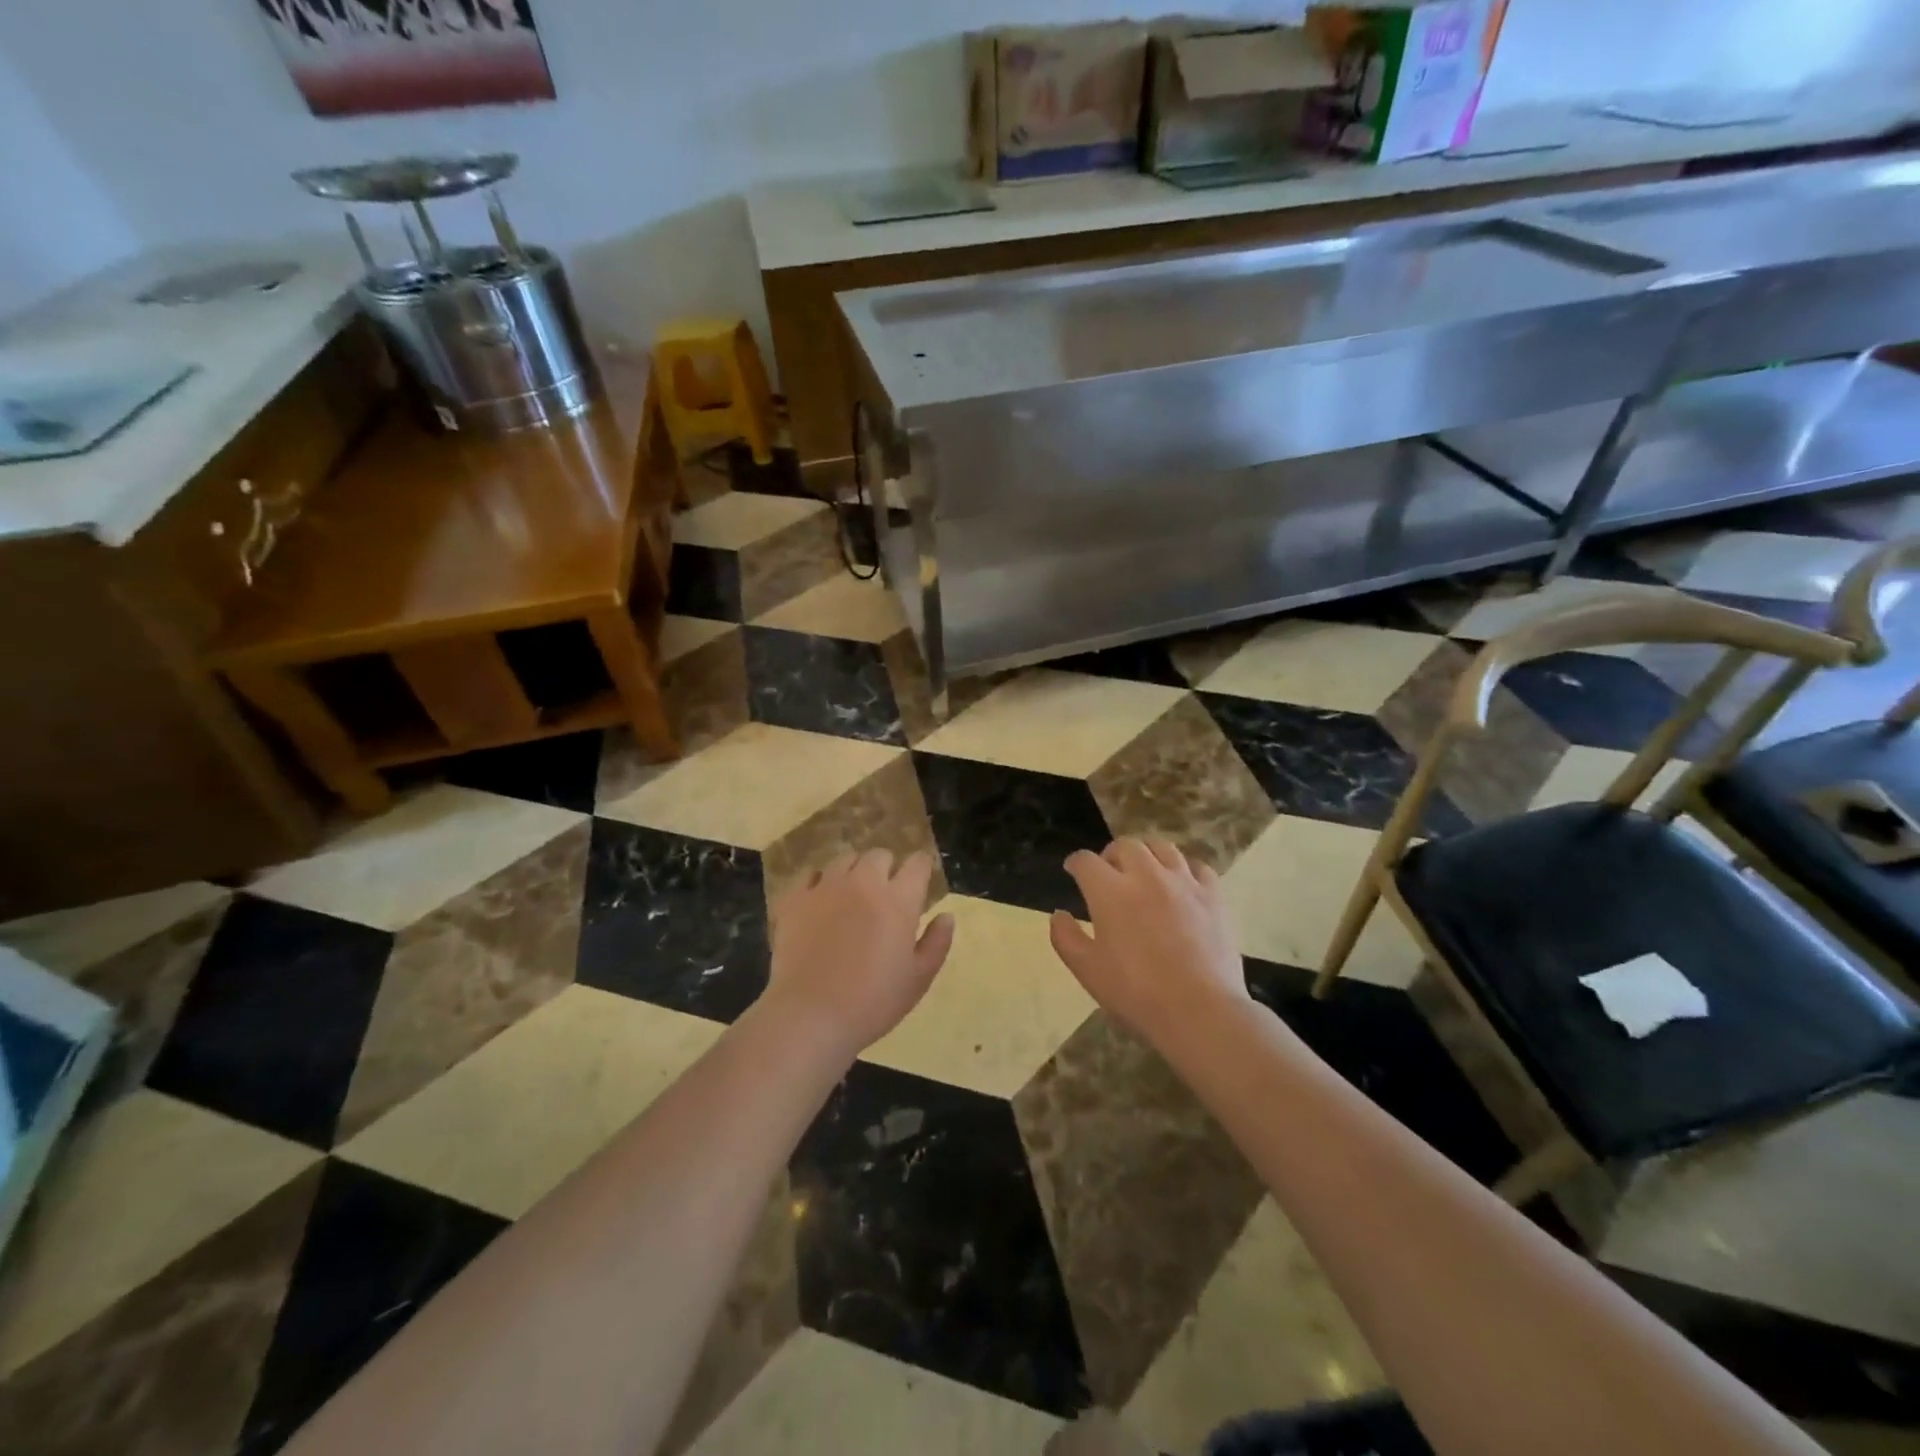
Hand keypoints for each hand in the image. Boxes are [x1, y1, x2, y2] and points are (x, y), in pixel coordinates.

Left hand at [764, 849, 955, 1057]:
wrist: (810, 1016)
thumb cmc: (872, 1002)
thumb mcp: (918, 979)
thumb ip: (936, 943)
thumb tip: (946, 916)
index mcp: (898, 900)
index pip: (917, 864)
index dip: (921, 868)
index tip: (920, 881)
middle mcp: (863, 883)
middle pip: (879, 855)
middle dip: (887, 868)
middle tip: (885, 894)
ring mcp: (826, 887)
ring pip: (844, 860)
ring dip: (854, 872)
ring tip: (852, 896)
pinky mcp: (795, 899)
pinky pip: (810, 875)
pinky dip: (819, 882)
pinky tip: (820, 902)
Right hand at [1049, 838, 1249, 1044]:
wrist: (1199, 1010)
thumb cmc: (1136, 993)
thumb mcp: (1087, 970)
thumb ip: (1066, 938)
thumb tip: (1059, 915)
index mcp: (1110, 891)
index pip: (1085, 861)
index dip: (1075, 864)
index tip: (1073, 871)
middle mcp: (1146, 875)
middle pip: (1125, 845)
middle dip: (1111, 855)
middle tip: (1109, 873)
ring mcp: (1183, 882)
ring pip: (1162, 847)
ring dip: (1147, 854)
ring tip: (1145, 870)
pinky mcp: (1213, 895)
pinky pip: (1197, 867)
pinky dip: (1184, 869)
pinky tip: (1181, 884)